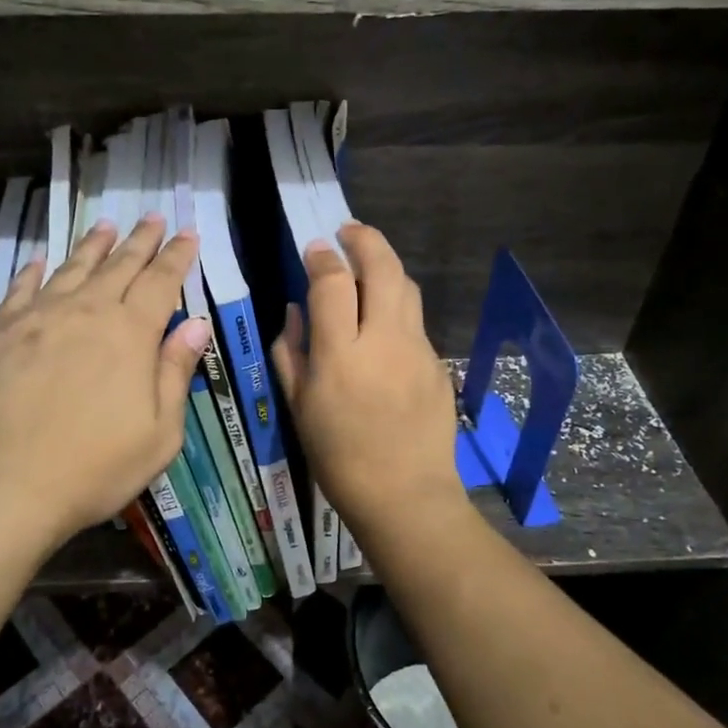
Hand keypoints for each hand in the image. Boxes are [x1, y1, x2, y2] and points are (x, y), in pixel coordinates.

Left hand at [0, 215, 208, 549]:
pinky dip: (33, 271)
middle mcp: (86, 312)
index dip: (177, 255)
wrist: (11, 486)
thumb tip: (196, 324)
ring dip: (93, 245)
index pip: (161, 281)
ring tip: (106, 226)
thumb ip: (175, 371)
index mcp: (130, 334)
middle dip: (140, 240)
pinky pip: (21, 290)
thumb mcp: (160, 431)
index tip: (188, 233)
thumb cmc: (97, 466)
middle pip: (119, 265)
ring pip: (72, 268)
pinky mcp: (2, 334)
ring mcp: (39, 319)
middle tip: (153, 218)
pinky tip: (40, 260)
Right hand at [271, 223, 463, 533]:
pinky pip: (415, 319)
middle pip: (381, 267)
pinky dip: (397, 303)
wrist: (406, 496)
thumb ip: (291, 352)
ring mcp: (416, 349)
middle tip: (348, 231)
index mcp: (340, 353)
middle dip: (364, 239)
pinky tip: (383, 321)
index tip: (314, 250)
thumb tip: (296, 312)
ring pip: (406, 286)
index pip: (332, 282)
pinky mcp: (436, 362)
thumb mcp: (299, 407)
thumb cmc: (339, 457)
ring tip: (368, 264)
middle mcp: (383, 340)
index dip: (321, 258)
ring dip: (386, 265)